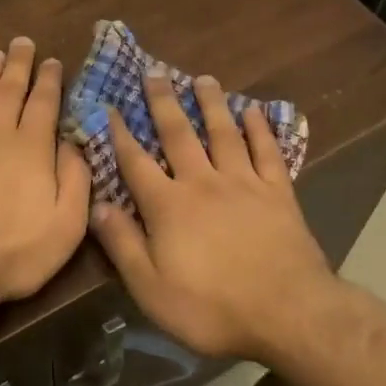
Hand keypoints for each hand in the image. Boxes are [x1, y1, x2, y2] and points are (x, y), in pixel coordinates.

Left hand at [0, 38, 90, 312]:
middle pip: (8, 90)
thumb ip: (76, 180)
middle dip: (18, 64)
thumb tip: (75, 143)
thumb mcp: (66, 225)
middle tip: (22, 42)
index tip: (53, 61)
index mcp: (31, 148)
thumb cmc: (13, 252)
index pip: (43, 103)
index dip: (49, 80)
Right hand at [86, 70, 342, 361]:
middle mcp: (203, 183)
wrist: (288, 313)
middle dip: (163, 103)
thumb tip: (96, 206)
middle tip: (155, 72)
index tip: (111, 107)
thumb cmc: (212, 309)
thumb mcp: (152, 289)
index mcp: (169, 206)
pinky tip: (254, 111)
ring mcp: (244, 184)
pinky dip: (260, 129)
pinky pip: (267, 151)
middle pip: (179, 135)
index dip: (121, 135)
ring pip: (224, 133)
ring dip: (212, 104)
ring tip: (203, 78)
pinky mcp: (279, 192)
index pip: (137, 163)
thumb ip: (123, 244)